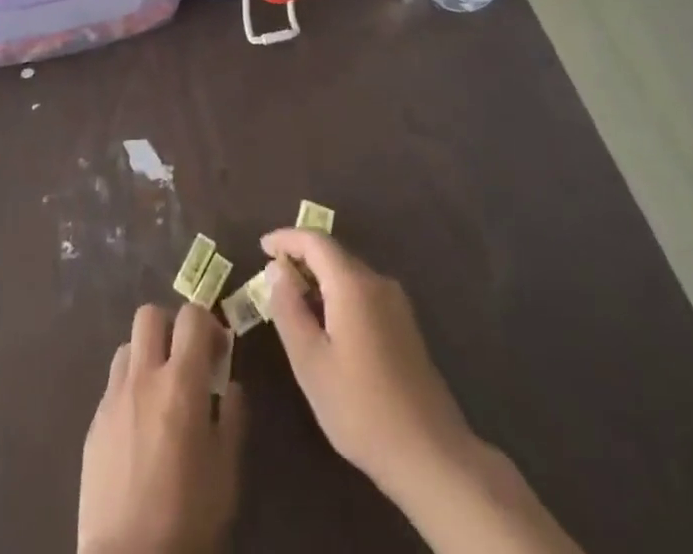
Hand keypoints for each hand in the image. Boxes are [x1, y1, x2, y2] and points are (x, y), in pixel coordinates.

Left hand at [78, 303, 244, 553]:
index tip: (217, 349)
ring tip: (159, 392)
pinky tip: (138, 428)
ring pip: (127, 346)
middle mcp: (143, 376)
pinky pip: (113, 386)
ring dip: (146, 356)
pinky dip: (129, 391)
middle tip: (184, 359)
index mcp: (181, 382)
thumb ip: (232, 418)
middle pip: (149, 314)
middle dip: (169, 327)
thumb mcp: (226, 472)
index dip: (207, 322)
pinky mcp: (93, 422)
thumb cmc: (187, 519)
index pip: (191, 316)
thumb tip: (231, 386)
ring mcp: (113, 397)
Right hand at [259, 228, 471, 502]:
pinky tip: (327, 327)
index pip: (314, 240)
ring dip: (319, 279)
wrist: (431, 455)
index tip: (261, 247)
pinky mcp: (405, 326)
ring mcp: (396, 304)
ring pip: (349, 274)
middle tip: (272, 280)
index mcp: (353, 284)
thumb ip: (288, 309)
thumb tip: (276, 269)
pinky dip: (338, 295)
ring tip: (294, 305)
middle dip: (301, 259)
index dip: (285, 238)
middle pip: (333, 254)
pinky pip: (363, 293)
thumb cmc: (361, 409)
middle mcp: (377, 282)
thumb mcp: (310, 362)